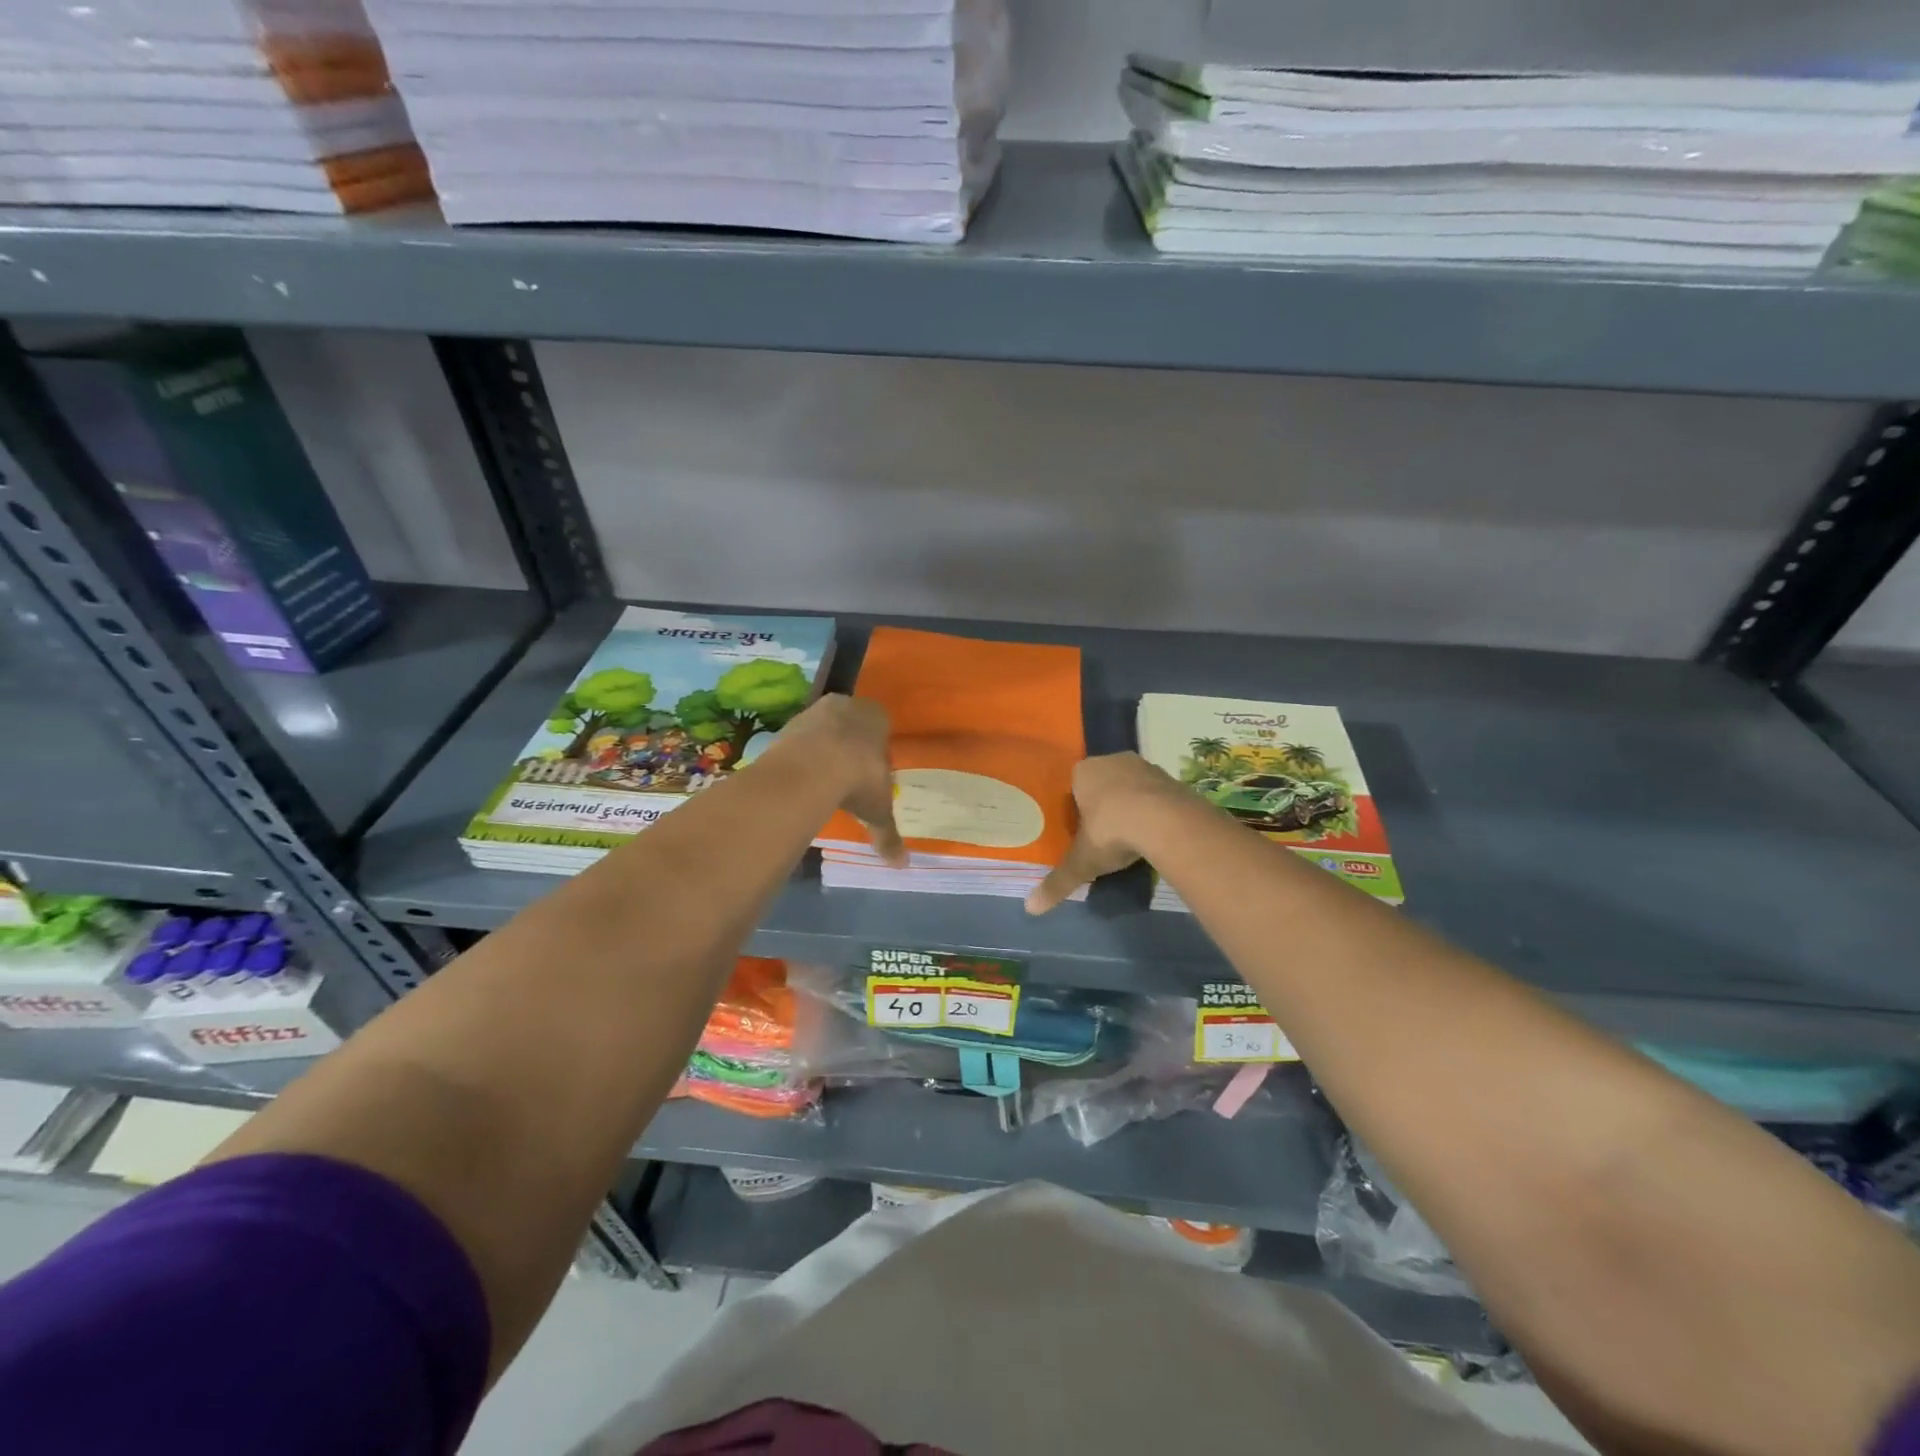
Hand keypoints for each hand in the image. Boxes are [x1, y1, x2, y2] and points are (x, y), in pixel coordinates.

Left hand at [781, 694, 907, 867]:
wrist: (811, 768)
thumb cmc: (858, 779)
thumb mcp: (876, 810)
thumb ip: (887, 833)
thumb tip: (902, 864)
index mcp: (877, 717)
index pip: (881, 726)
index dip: (877, 748)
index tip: (872, 770)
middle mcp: (847, 706)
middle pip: (851, 723)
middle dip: (849, 744)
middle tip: (847, 773)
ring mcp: (815, 711)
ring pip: (823, 727)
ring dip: (822, 746)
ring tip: (821, 777)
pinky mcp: (788, 723)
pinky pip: (799, 738)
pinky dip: (800, 754)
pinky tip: (800, 776)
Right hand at [1025, 752, 1189, 914]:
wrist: (1166, 822)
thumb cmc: (1111, 832)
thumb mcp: (1082, 862)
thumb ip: (1058, 882)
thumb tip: (1031, 909)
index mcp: (1085, 772)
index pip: (1075, 786)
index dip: (1078, 808)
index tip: (1082, 831)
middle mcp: (1113, 761)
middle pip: (1104, 783)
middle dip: (1105, 805)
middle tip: (1106, 834)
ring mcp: (1145, 767)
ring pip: (1132, 786)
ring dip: (1132, 805)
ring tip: (1133, 835)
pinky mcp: (1172, 778)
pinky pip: (1157, 794)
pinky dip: (1155, 809)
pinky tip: (1156, 832)